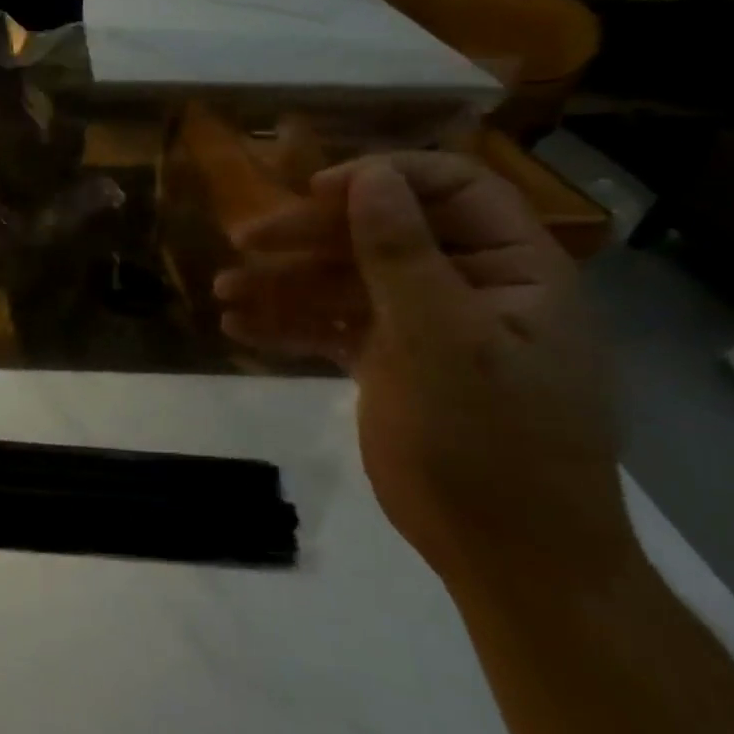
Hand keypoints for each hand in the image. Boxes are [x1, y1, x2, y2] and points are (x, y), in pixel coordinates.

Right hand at [214, 153, 633, 586]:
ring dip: (282, 282)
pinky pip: (330, 327)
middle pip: (378, 234)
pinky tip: (238, 327)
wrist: (507, 556)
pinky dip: (286, 324)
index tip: (314, 193)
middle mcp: (465, 286)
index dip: (382, 179)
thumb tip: (368, 178)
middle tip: (244, 241)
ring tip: (223, 291)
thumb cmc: (492, 442)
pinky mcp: (387, 363)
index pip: (450, 189)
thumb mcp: (445, 341)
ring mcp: (422, 326)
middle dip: (308, 236)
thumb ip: (403, 255)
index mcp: (510, 268)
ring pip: (343, 282)